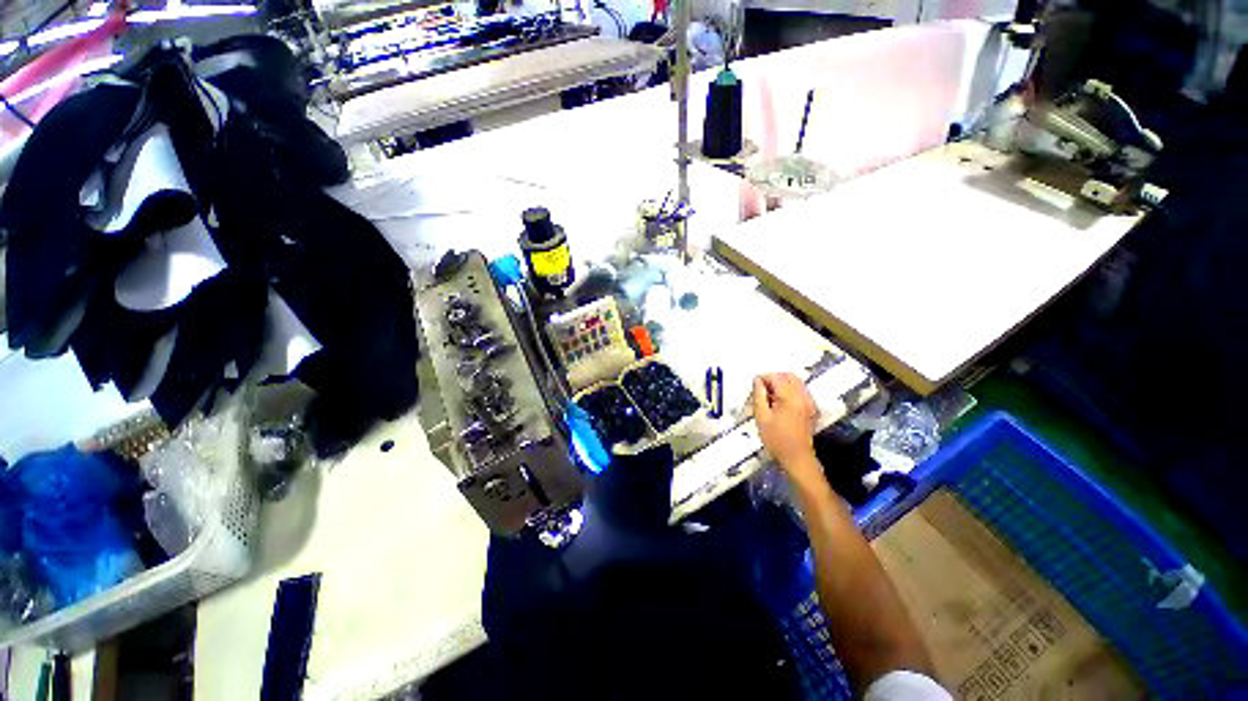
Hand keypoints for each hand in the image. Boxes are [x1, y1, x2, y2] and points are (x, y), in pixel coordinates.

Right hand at [752, 373, 820, 479]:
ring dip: (782, 383)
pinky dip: (791, 390)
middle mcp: (803, 395)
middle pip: (788, 376)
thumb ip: (758, 395)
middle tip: (762, 390)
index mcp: (790, 396)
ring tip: (771, 396)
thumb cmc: (776, 438)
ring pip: (796, 381)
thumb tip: (757, 380)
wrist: (796, 457)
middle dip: (773, 379)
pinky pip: (801, 390)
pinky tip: (782, 402)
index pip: (775, 377)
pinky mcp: (812, 407)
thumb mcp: (761, 416)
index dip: (763, 378)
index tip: (755, 387)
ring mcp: (810, 401)